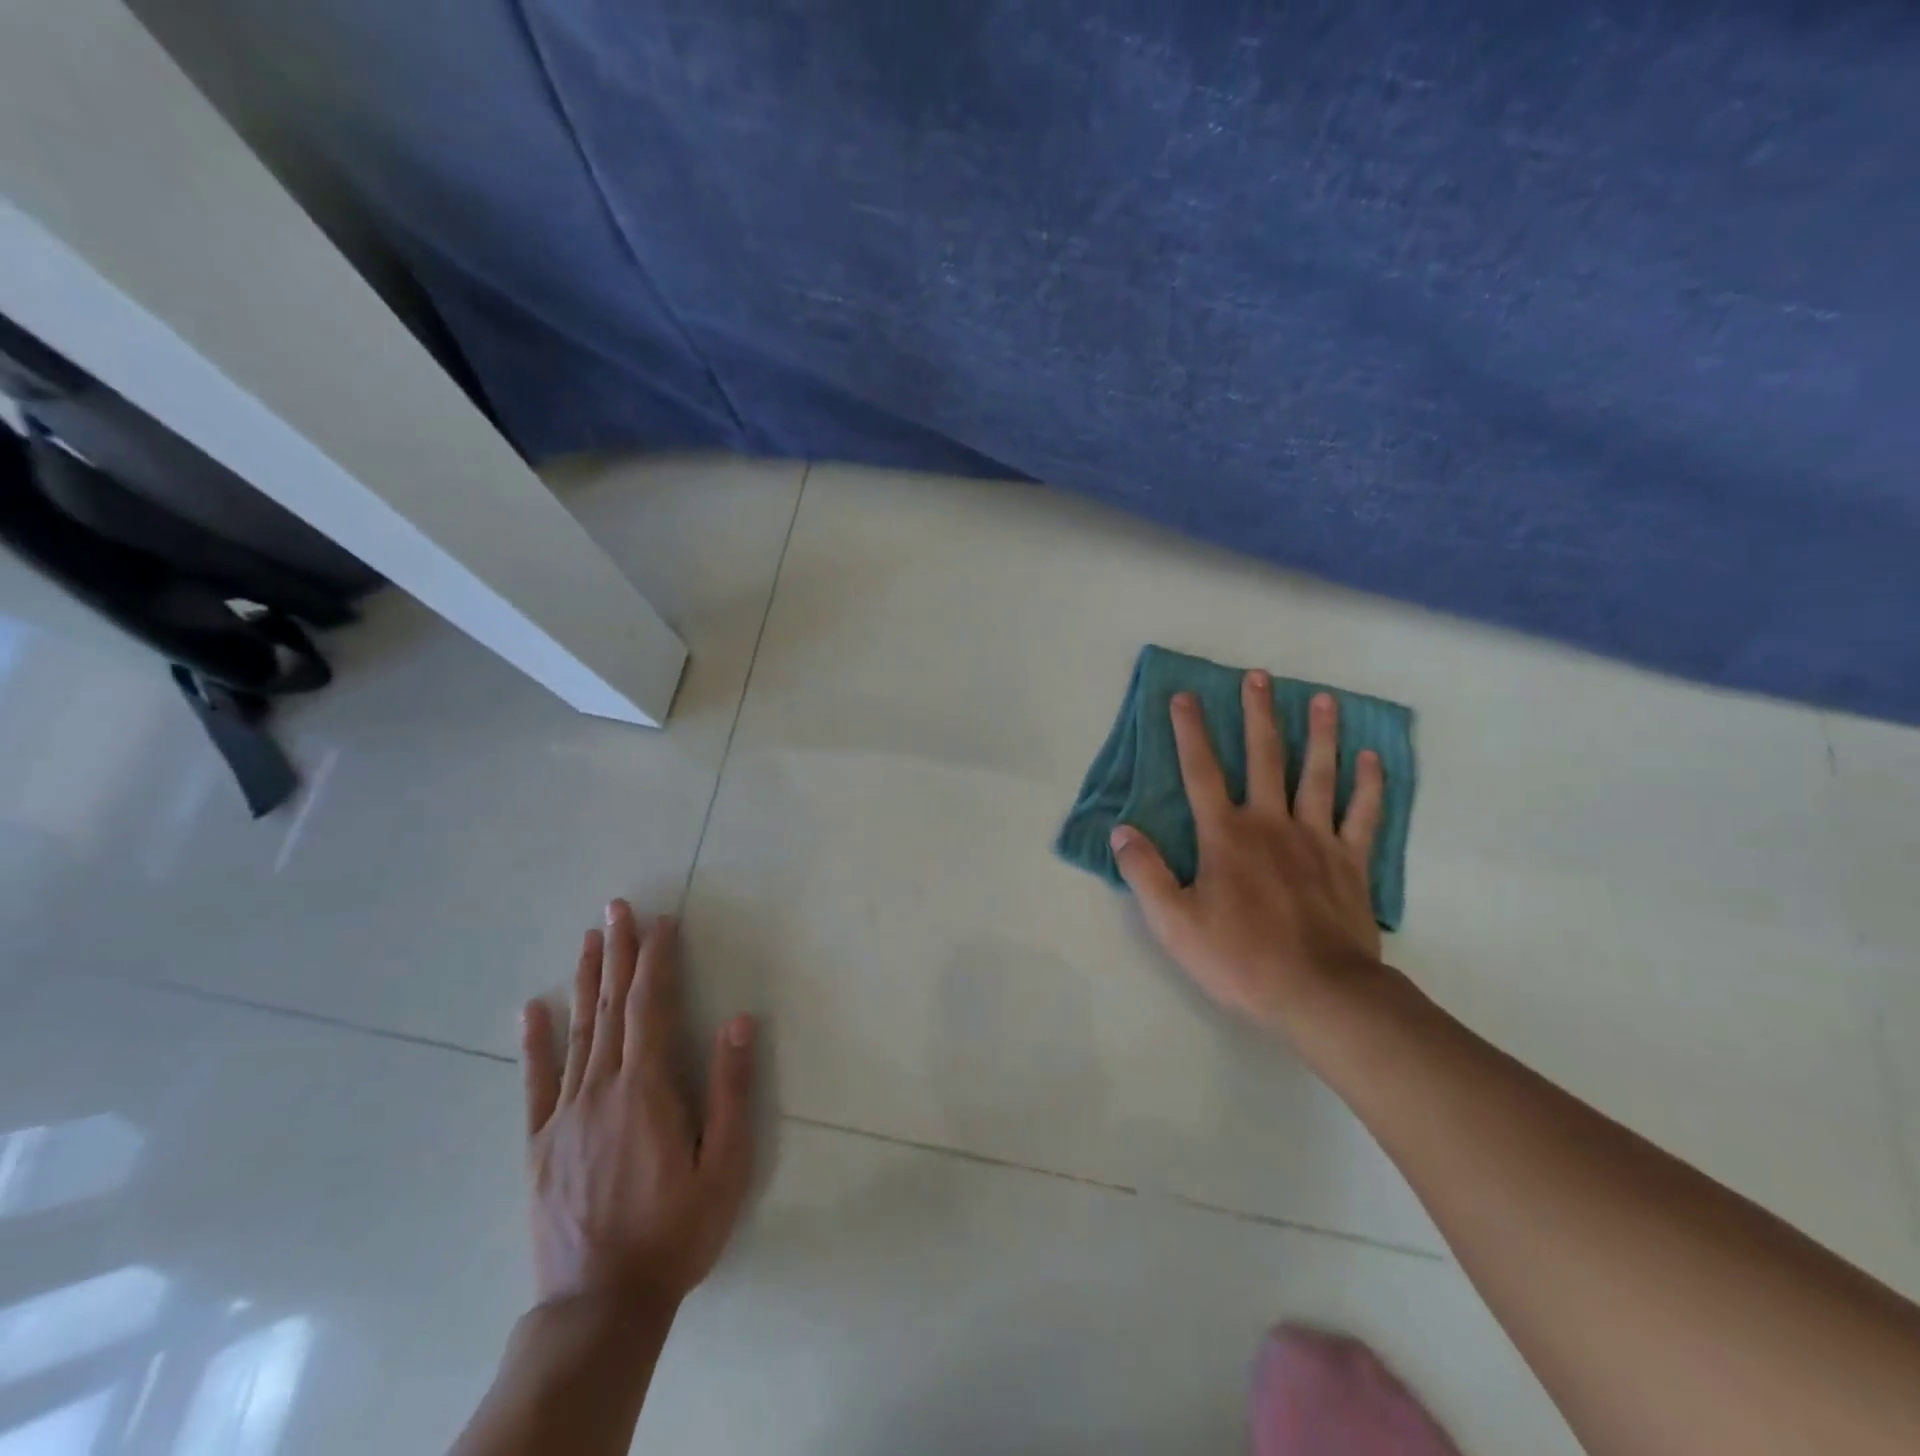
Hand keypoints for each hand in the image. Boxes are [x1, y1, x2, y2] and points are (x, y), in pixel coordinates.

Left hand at [519, 903, 755, 1318]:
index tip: (662, 922)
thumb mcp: (725, 1164)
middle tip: (617, 908)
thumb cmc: (676, 1231)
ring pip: (576, 1032)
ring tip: (588, 939)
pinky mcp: (541, 1144)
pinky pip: (536, 1082)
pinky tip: (532, 1009)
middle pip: (612, 1007)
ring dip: (585, 981)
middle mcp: (601, 1089)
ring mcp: (565, 1115)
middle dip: (618, 953)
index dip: (656, 960)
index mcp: (646, 1089)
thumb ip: (730, 1090)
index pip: (651, 1007)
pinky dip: (535, 1042)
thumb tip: (738, 1020)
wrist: (600, 1305)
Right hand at [1110, 673, 1385, 1037]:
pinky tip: (1371, 758)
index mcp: (1225, 835)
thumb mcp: (1174, 922)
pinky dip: (1369, 784)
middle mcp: (1270, 823)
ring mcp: (1316, 839)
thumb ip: (1145, 872)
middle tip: (1258, 676)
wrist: (1320, 994)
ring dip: (1319, 734)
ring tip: (1322, 698)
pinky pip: (1363, 814)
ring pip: (1318, 774)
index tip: (1184, 696)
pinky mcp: (1351, 862)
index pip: (1200, 772)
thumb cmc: (1240, 958)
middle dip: (1257, 714)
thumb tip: (1121, 830)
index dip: (1189, 732)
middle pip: (1263, 757)